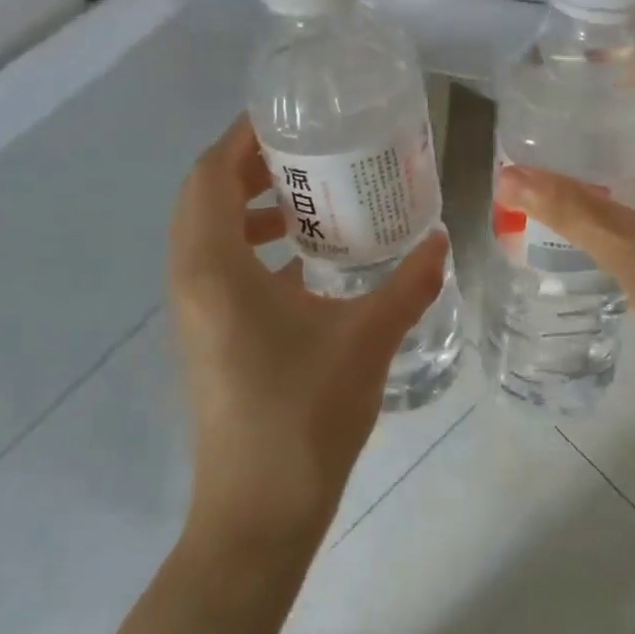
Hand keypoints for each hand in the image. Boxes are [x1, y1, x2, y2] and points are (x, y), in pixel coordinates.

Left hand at [169, 117, 446, 550]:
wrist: (257, 515)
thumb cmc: (303, 415)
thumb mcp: (367, 339)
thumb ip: (407, 282)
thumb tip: (441, 238)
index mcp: (215, 268)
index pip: (209, 175)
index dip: (241, 138)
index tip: (288, 118)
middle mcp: (193, 281)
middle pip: (204, 197)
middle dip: (249, 166)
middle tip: (308, 152)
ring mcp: (196, 313)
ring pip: (210, 234)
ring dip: (250, 206)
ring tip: (311, 199)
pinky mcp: (209, 337)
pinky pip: (221, 267)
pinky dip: (255, 246)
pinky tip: (309, 261)